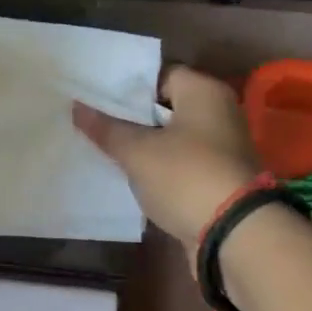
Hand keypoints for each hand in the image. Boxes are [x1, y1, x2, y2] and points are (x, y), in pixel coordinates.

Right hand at [73, 66, 261, 249]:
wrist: (234, 235)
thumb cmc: (185, 176)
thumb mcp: (137, 151)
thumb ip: (107, 128)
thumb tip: (77, 107)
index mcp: (204, 92)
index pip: (159, 74)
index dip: (126, 85)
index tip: (95, 95)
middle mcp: (218, 112)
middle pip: (165, 106)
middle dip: (131, 115)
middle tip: (93, 120)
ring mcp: (221, 148)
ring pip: (171, 137)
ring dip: (143, 143)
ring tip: (103, 147)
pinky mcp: (218, 178)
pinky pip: (180, 163)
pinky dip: (158, 167)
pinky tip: (129, 174)